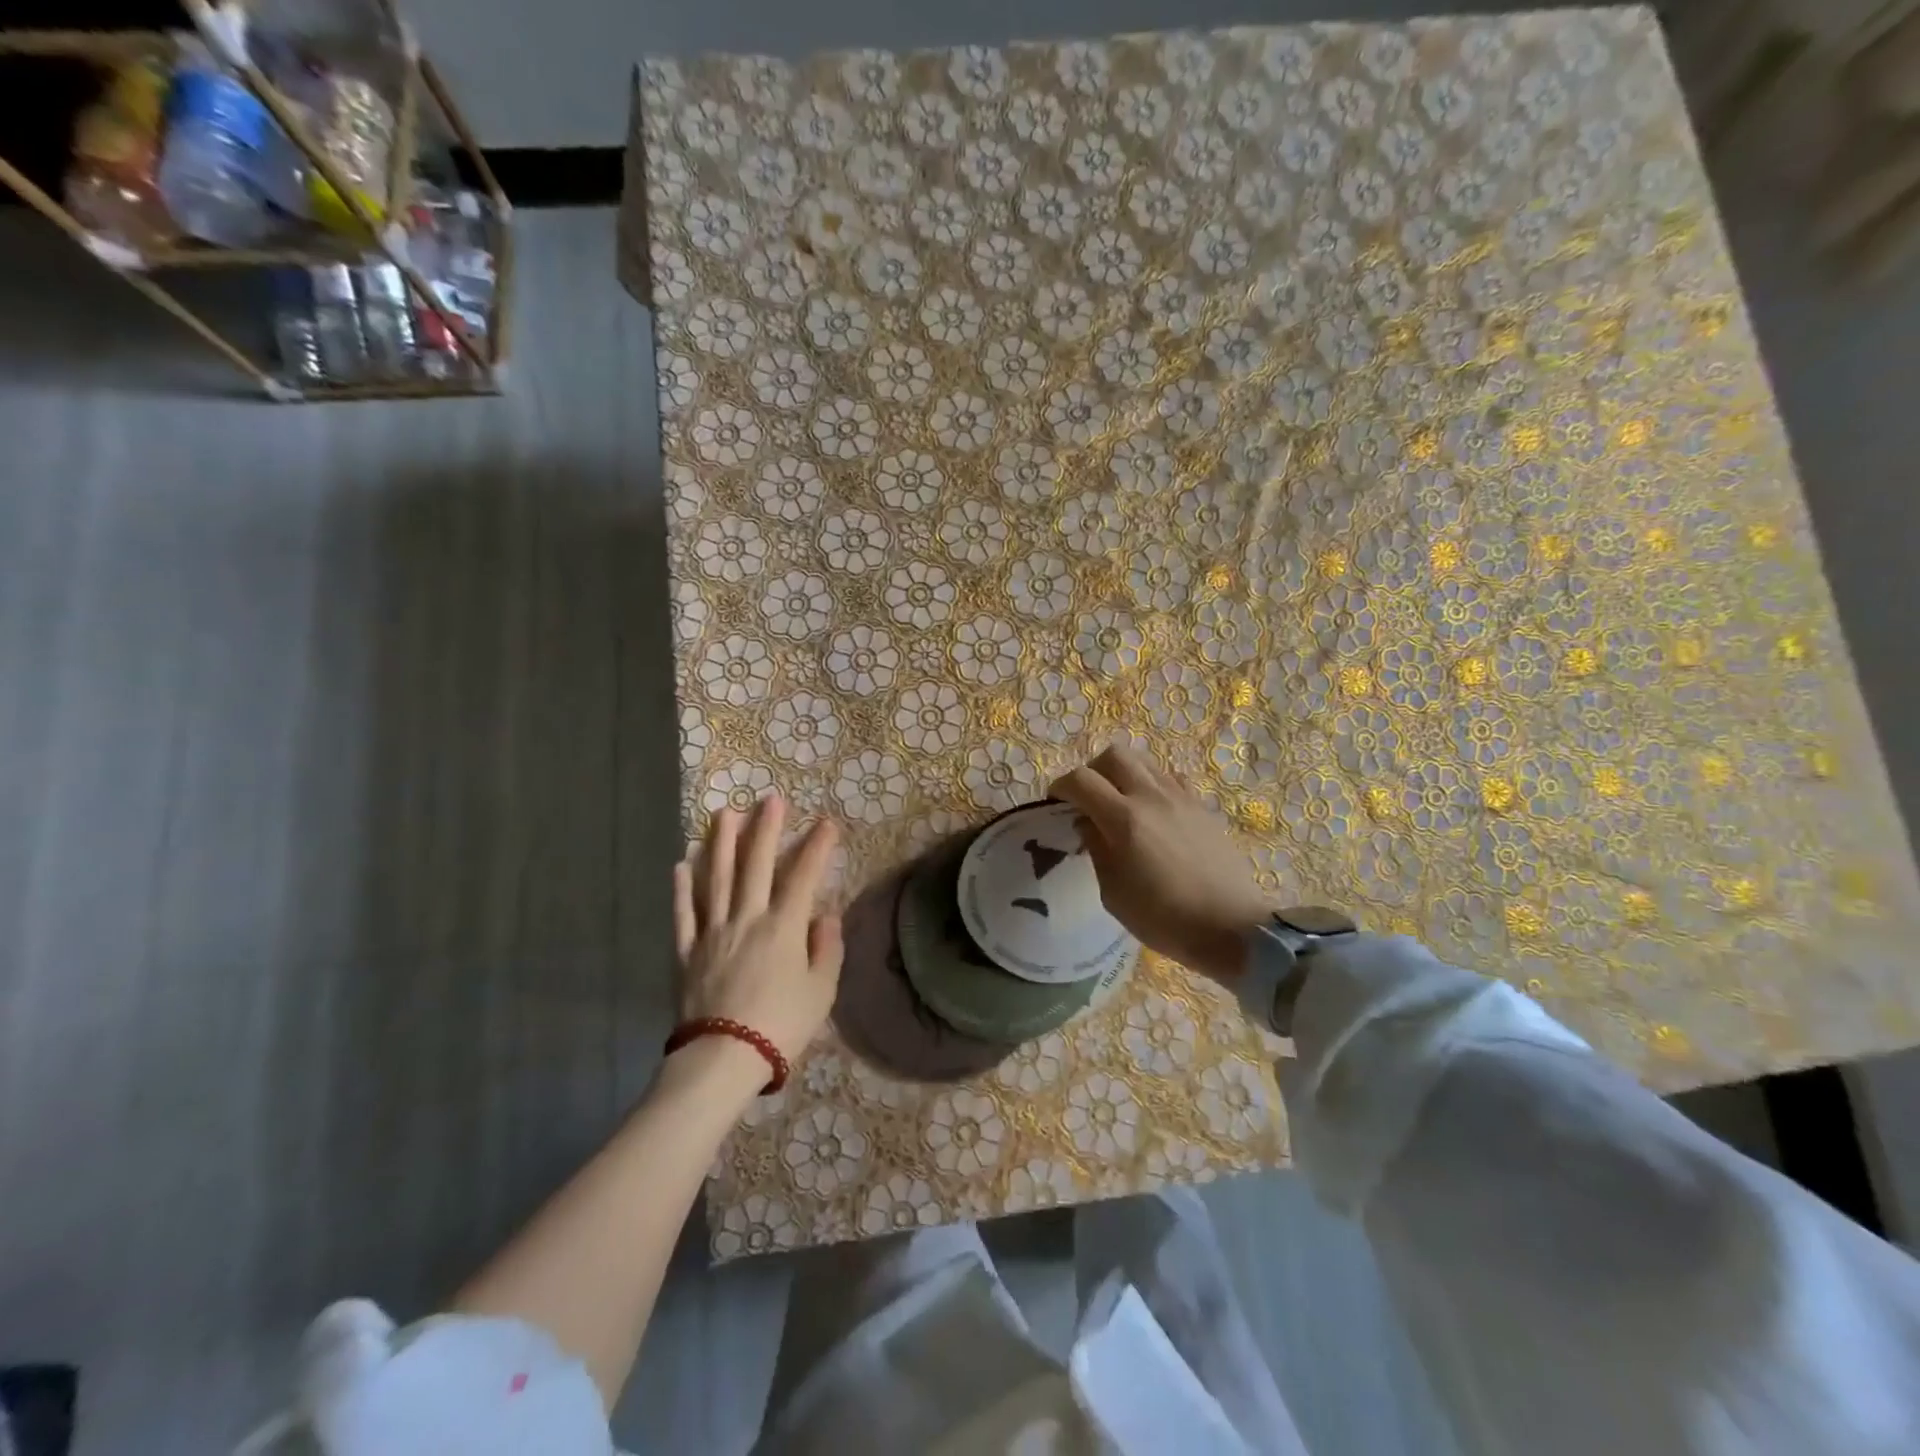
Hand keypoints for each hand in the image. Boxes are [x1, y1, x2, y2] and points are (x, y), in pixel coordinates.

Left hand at [673, 795, 843, 1064]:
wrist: (723, 1059)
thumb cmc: (781, 1026)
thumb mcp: (821, 991)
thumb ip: (826, 949)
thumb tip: (826, 916)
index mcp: (783, 928)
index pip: (804, 878)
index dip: (817, 848)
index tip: (827, 823)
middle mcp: (747, 919)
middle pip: (756, 866)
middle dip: (765, 830)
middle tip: (770, 799)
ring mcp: (713, 933)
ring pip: (716, 879)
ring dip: (720, 844)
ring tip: (723, 813)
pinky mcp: (689, 952)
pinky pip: (684, 914)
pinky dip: (682, 889)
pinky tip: (681, 865)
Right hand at [1050, 745, 1272, 985]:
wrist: (1231, 927)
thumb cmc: (1164, 918)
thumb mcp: (1113, 893)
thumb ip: (1097, 849)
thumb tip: (1088, 823)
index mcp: (1124, 819)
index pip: (1082, 780)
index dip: (1061, 787)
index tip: (1056, 803)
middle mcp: (1151, 797)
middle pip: (1114, 755)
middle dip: (1092, 771)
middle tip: (1088, 798)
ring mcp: (1181, 798)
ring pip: (1145, 761)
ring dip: (1123, 773)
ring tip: (1119, 801)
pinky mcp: (1202, 807)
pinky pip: (1171, 778)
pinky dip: (1153, 784)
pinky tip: (1152, 811)